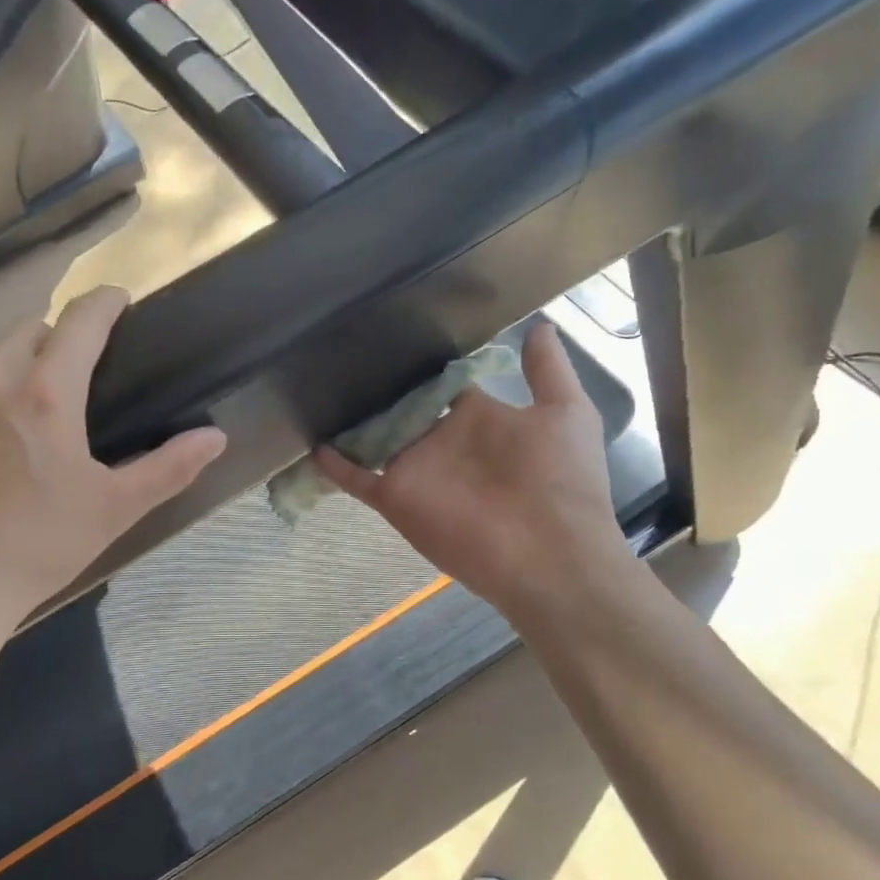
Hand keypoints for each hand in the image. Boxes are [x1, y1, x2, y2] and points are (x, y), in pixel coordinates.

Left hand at [0, 286, 226, 647]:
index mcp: (44, 396)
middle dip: (50, 349)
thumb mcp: (112, 511)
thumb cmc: (35, 552)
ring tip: (1, 438)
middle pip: (26, 336)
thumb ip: (169, 467)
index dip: (103, 304)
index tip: (115, 301)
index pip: (80, 323)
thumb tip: (216, 437)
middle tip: (60, 394)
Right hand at [315, 323, 633, 623]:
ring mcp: (416, 469)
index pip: (442, 385)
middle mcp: (441, 440)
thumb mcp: (566, 413)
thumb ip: (547, 371)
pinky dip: (335, 466)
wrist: (550, 554)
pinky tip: (313, 446)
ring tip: (317, 387)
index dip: (423, 365)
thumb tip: (538, 325)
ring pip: (374, 440)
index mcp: (478, 417)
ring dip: (351, 422)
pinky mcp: (396, 497)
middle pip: (402, 410)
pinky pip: (357, 479)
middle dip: (378, 389)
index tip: (395, 336)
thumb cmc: (561, 479)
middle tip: (344, 355)